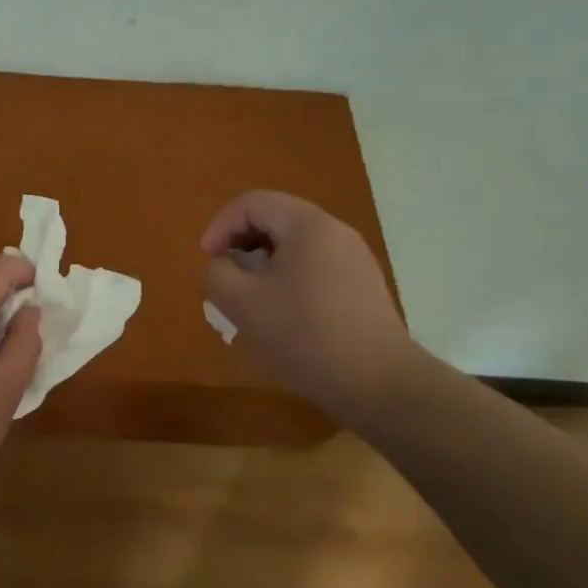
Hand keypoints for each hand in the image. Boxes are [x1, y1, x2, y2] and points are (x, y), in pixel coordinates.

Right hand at [201, 190, 421, 426]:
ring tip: (249, 300)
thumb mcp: (241, 303)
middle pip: (275, 220)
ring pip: (295, 247)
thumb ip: (217, 273)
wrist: (379, 384)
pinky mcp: (363, 288)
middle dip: (241, 245)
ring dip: (263, 265)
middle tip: (226, 279)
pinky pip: (315, 268)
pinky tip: (283, 317)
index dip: (220, 226)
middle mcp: (336, 232)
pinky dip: (288, 280)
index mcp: (308, 225)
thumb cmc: (304, 335)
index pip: (252, 203)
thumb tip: (223, 265)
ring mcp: (355, 260)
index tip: (208, 260)